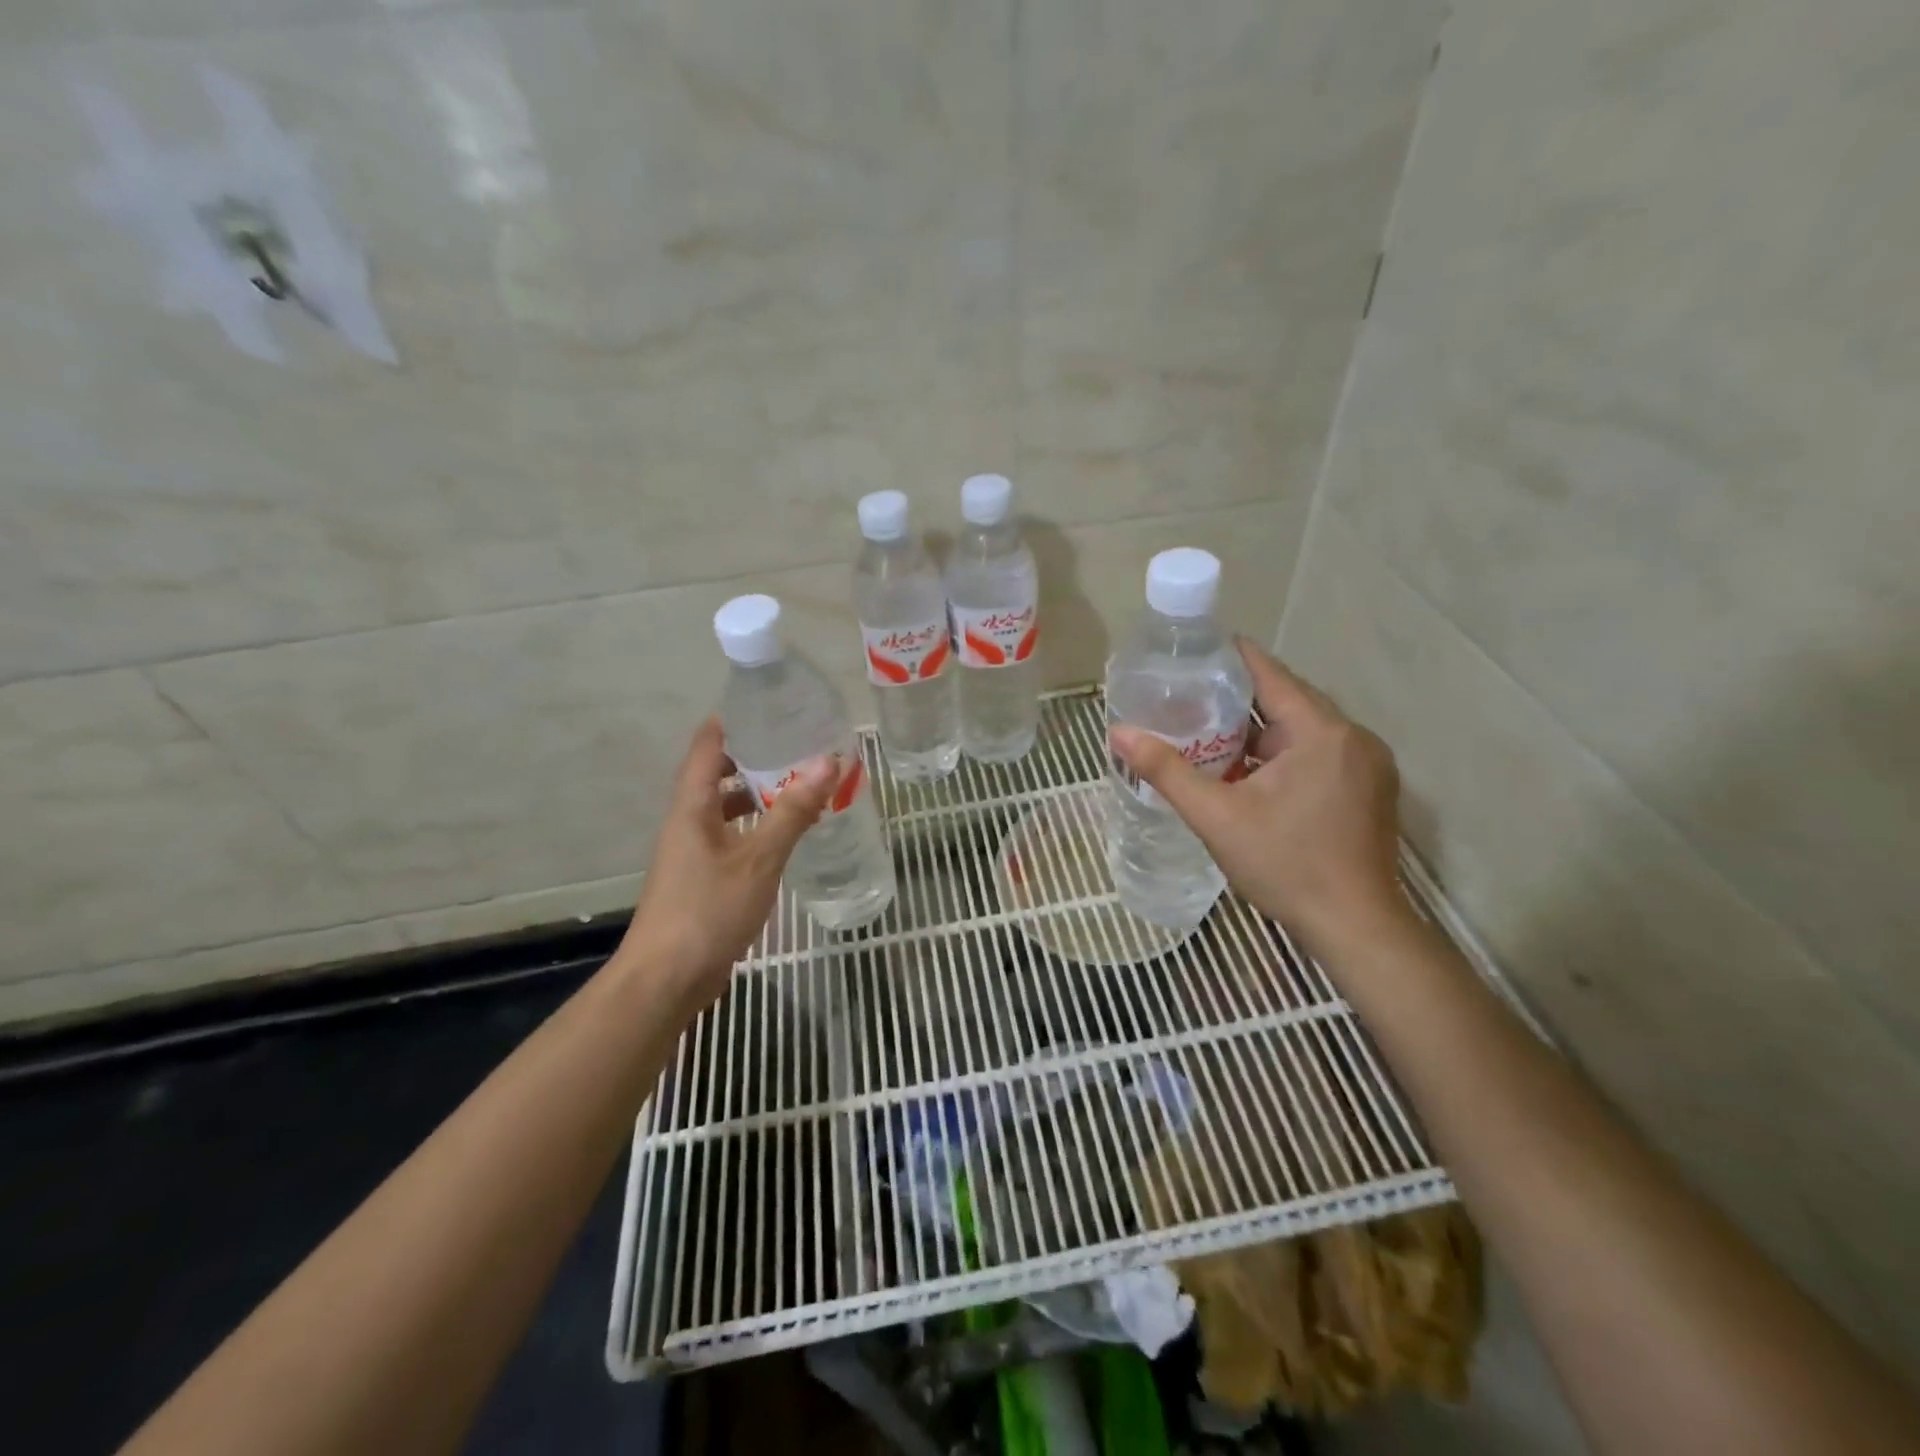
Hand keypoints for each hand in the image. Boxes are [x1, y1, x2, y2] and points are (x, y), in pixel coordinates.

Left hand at [617, 717, 840, 1004]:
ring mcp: (692, 852)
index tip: (771, 705)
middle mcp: (687, 821)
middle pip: (717, 773)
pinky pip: (731, 837)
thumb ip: (794, 810)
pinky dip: (757, 827)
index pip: (707, 744)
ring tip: (801, 785)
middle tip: (799, 744)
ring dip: (758, 794)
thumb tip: (829, 761)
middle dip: (755, 756)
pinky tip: (786, 835)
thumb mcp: (759, 858)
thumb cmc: (709, 910)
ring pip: (725, 808)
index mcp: (692, 806)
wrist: (667, 980)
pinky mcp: (701, 878)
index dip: (734, 719)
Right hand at [1109, 639, 1404, 949]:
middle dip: (1238, 699)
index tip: (1192, 650)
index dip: (1230, 657)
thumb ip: (1166, 770)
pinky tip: (1251, 773)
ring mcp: (1368, 764)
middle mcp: (1352, 737)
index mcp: (1321, 732)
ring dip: (1260, 731)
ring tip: (1209, 733)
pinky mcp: (1370, 789)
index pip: (1270, 673)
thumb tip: (1118, 732)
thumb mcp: (1217, 817)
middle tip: (1188, 698)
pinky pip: (1318, 753)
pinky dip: (1283, 754)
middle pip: (1287, 700)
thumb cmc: (1286, 866)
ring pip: (1303, 730)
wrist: (1356, 928)